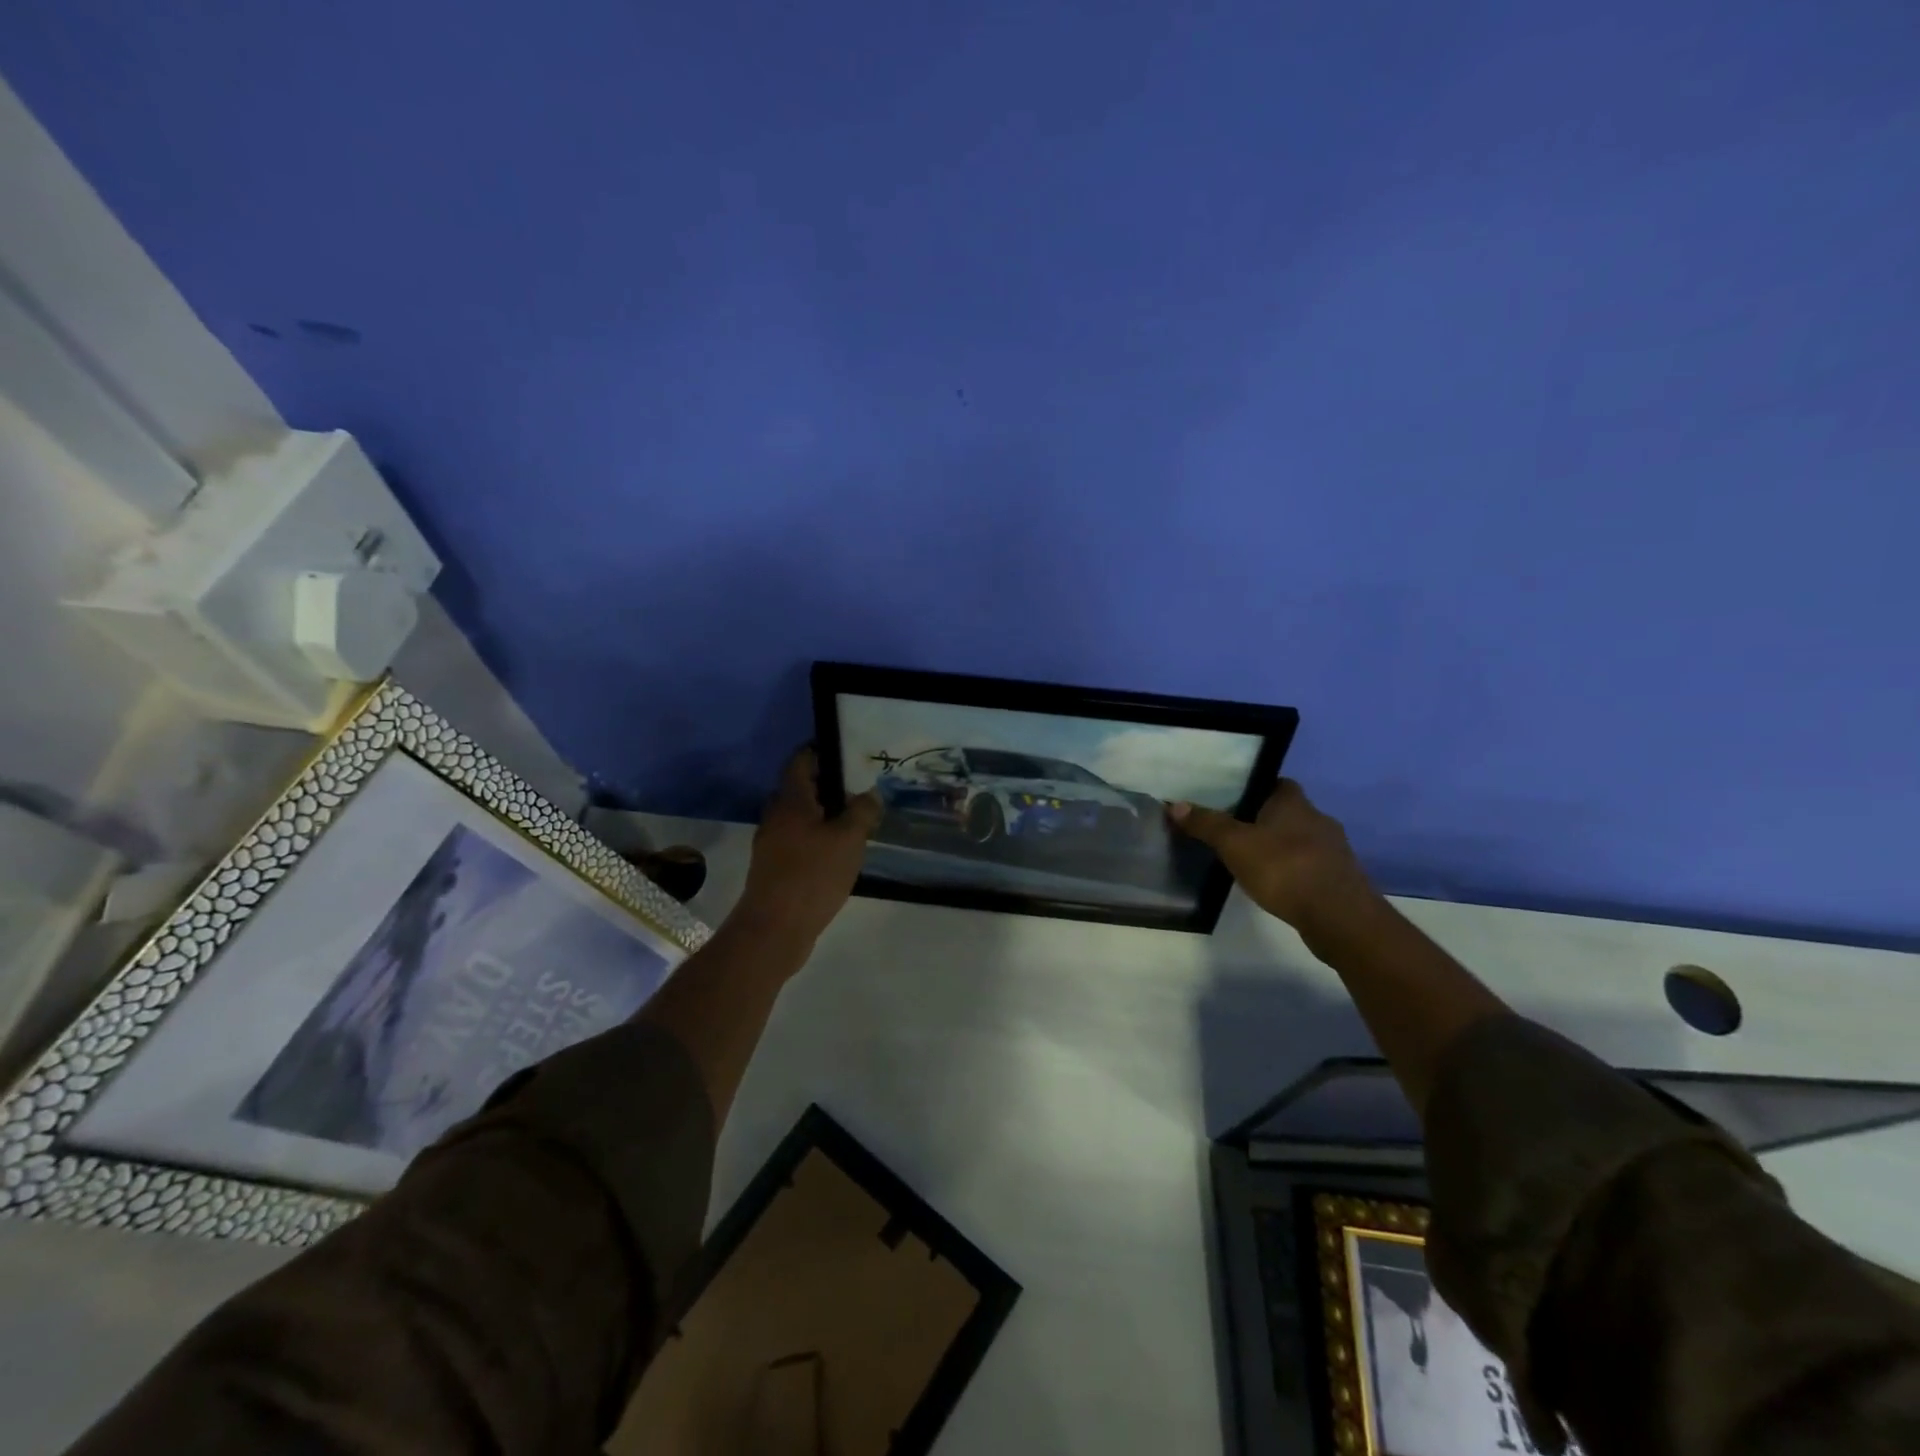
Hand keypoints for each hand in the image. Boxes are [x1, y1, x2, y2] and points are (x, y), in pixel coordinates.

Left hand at [733, 747, 881, 946]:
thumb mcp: (848, 840)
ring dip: (824, 814)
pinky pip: (799, 840)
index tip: (847, 751)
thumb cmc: (812, 875)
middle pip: (801, 788)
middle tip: (861, 787)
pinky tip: (840, 851)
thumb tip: (870, 794)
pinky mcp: (775, 867)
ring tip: (856, 819)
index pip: (801, 761)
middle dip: (828, 785)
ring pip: (800, 817)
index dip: (821, 751)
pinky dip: (818, 838)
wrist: (774, 929)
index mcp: (791, 800)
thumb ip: (862, 811)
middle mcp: (776, 816)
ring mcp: (772, 843)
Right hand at [1167, 779, 1378, 936]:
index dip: (1256, 788)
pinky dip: (1293, 871)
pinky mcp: (1340, 878)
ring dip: (1280, 847)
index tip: (1233, 800)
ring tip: (1251, 861)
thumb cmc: (1284, 868)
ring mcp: (1334, 850)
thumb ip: (1207, 824)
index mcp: (1294, 802)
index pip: (1276, 783)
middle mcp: (1318, 818)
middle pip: (1287, 812)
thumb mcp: (1235, 844)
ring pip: (1300, 840)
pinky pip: (1310, 866)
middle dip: (1264, 820)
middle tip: (1234, 832)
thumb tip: (1175, 804)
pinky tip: (1277, 885)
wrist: (1339, 917)